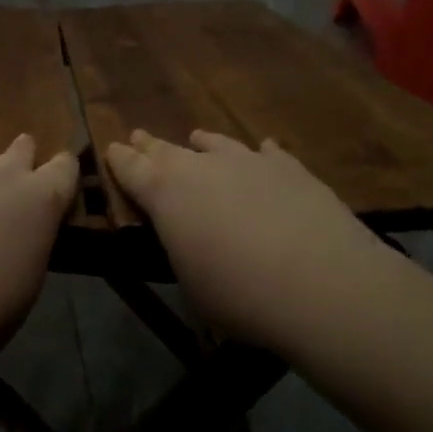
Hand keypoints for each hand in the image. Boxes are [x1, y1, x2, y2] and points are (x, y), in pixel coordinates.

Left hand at [0, 131, 77, 365]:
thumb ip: (30, 242)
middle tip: (10, 179)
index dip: (62, 170)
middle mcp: (3, 172)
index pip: (64, 168)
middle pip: (22, 147)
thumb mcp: (27, 282)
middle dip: (20, 158)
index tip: (57, 178)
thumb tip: (22, 232)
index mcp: (40, 201)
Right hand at [105, 130, 383, 350]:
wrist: (321, 283)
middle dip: (150, 144)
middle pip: (166, 149)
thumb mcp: (192, 284)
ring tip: (197, 138)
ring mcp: (247, 160)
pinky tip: (263, 151)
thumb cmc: (240, 295)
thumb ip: (181, 248)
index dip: (119, 159)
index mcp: (165, 192)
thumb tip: (186, 237)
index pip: (131, 168)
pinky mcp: (289, 167)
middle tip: (139, 136)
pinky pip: (266, 153)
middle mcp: (201, 166)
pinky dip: (259, 154)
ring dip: (203, 144)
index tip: (111, 148)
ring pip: (216, 144)